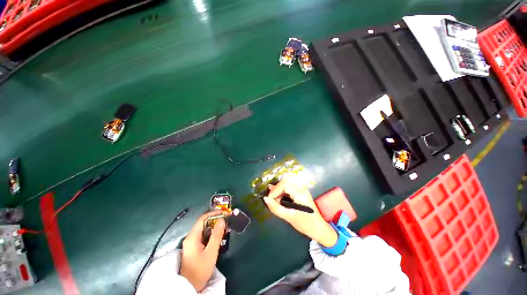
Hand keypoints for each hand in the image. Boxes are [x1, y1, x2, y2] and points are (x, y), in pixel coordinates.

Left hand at [180, 211, 226, 291]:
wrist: (190, 286)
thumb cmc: (200, 269)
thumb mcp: (211, 252)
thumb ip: (216, 235)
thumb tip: (222, 220)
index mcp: (192, 237)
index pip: (203, 218)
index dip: (214, 213)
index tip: (224, 213)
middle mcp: (190, 237)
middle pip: (203, 223)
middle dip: (215, 220)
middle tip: (226, 220)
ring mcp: (191, 243)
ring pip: (204, 229)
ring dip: (214, 227)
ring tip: (224, 226)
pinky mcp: (193, 247)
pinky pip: (203, 235)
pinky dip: (211, 233)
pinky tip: (218, 236)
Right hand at [263, 177, 337, 246]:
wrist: (319, 229)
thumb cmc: (305, 224)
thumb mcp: (289, 217)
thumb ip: (276, 208)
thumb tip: (265, 199)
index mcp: (300, 193)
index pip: (285, 185)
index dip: (275, 190)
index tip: (269, 198)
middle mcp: (302, 188)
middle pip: (286, 182)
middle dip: (277, 189)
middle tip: (271, 197)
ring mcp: (302, 190)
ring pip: (288, 184)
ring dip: (279, 190)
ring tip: (274, 198)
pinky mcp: (301, 193)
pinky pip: (290, 188)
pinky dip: (283, 191)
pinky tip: (279, 197)